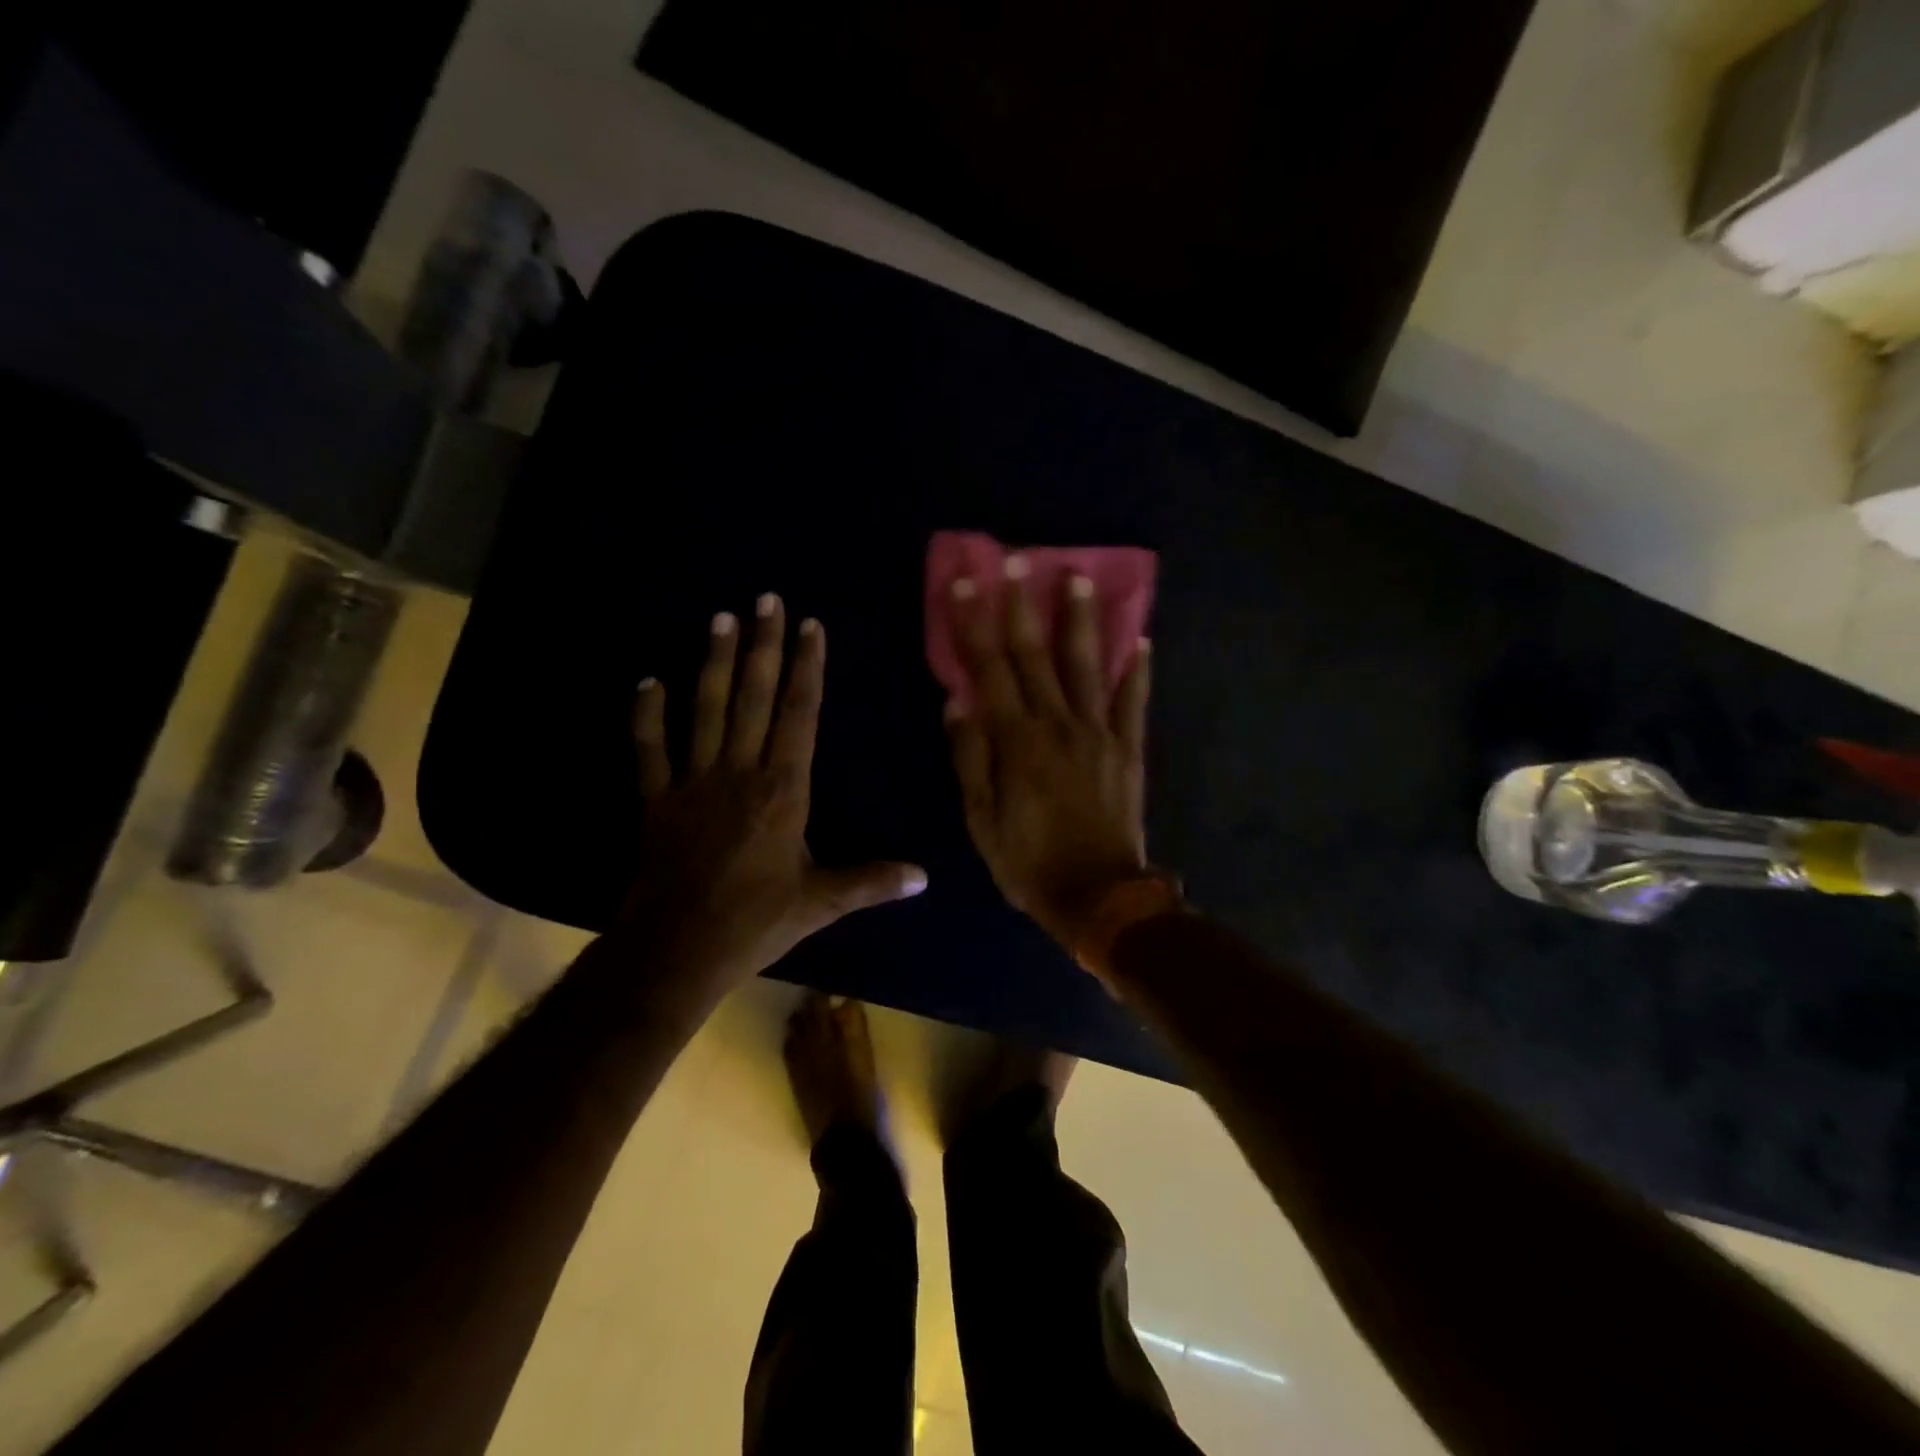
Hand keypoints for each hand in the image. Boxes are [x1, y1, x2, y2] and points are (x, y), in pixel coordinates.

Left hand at [623, 596, 927, 989]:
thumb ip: (872, 881)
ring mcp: (694, 782)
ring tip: (720, 619)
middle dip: (763, 646)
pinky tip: (647, 681)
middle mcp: (740, 772)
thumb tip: (925, 877)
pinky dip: (646, 715)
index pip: (799, 715)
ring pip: (705, 710)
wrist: (677, 949)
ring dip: (714, 663)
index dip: (807, 668)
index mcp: (783, 790)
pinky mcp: (657, 800)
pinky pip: (649, 750)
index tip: (809, 626)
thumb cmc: (755, 921)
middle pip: (754, 697)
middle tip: (765, 599)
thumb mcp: (821, 902)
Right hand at [944, 561, 1150, 949]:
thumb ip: (970, 758)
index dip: (976, 625)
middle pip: (1036, 655)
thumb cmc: (1028, 862)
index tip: (968, 584)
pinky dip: (1138, 670)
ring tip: (1078, 576)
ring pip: (1086, 665)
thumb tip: (957, 702)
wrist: (1099, 896)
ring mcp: (1099, 733)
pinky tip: (1141, 640)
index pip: (990, 670)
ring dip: (1081, 619)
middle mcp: (1058, 724)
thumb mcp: (981, 820)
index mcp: (1016, 741)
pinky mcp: (1128, 749)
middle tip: (1019, 559)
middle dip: (1023, 605)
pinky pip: (1134, 702)